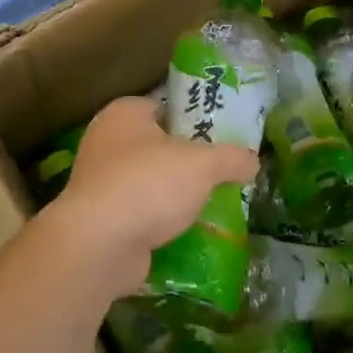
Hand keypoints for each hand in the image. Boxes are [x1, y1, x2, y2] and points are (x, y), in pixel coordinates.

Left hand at [44, 97, 259, 299]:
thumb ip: (232, 158)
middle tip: (221, 174)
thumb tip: (253, 161)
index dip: (194, 120)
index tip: (221, 138)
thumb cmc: (149, 184)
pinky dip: (159, 223)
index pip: (165, 107)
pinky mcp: (100, 220)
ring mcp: (99, 183)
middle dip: (187, 162)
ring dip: (174, 196)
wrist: (99, 245)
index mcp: (124, 114)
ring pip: (148, 183)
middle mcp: (105, 142)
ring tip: (211, 206)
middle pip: (158, 147)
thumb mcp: (204, 164)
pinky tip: (188, 233)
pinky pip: (139, 214)